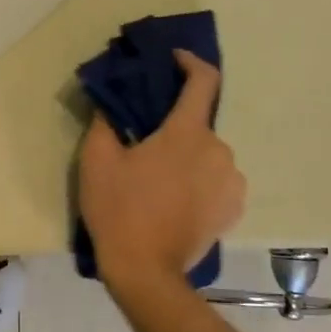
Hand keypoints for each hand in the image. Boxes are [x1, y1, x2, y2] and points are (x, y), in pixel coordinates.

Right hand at [78, 50, 245, 283]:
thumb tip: (111, 102)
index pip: (204, 81)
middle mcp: (220, 150)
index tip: (174, 60)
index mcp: (188, 132)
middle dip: (175, 128)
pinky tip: (176, 201)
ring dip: (187, 158)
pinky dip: (199, 182)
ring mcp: (232, 182)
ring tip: (159, 180)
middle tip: (145, 145)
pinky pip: (217, 182)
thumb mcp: (97, 160)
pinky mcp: (233, 209)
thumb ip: (106, 121)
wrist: (146, 271)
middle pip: (198, 124)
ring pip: (208, 155)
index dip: (191, 63)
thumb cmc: (119, 209)